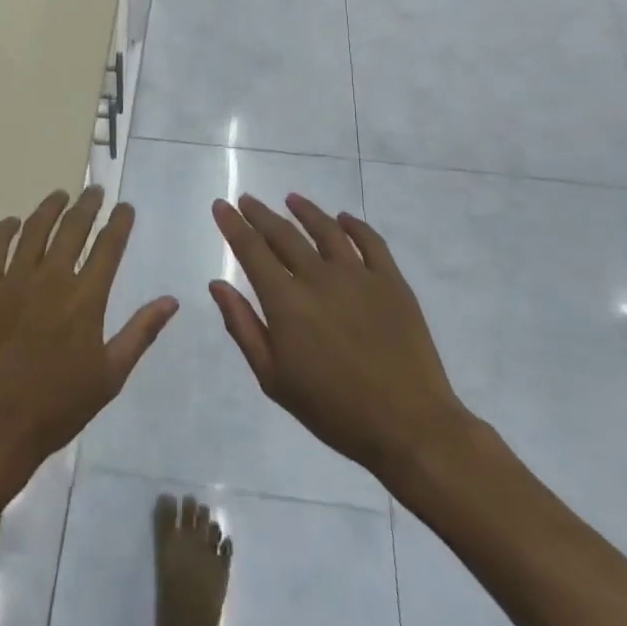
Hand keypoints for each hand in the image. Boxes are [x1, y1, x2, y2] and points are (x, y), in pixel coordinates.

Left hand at [0, 187, 178, 485]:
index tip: (125, 207)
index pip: (108, 246)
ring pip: (35, 229)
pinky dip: (6, 228)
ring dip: (50, 207)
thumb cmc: (57, 406)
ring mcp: (13, 280)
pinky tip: (14, 222)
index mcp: (85, 298)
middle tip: (94, 191)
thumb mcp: (110, 375)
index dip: (119, 222)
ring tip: (60, 195)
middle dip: (87, 205)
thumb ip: (140, 332)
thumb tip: (171, 300)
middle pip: (72, 228)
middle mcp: (52, 278)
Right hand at [209, 194, 473, 481]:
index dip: (233, 225)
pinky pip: (370, 242)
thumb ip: (243, 327)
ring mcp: (358, 276)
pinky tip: (343, 219)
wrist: (409, 426)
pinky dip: (354, 225)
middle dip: (260, 214)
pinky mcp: (392, 282)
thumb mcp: (274, 378)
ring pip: (326, 229)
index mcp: (286, 301)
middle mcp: (319, 277)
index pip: (251, 250)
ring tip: (291, 199)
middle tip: (247, 200)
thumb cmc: (333, 409)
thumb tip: (217, 285)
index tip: (221, 205)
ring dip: (305, 211)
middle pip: (284, 234)